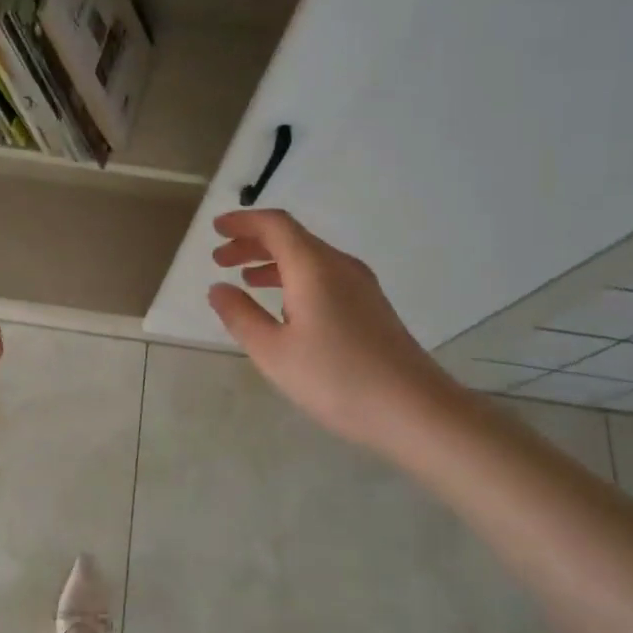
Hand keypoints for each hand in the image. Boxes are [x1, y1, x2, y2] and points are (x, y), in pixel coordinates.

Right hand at [208, 209, 462, 452]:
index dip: (243, 222)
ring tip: (244, 281)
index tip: (216, 228)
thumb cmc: (336, 379)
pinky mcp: (370, 308)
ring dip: (272, 263)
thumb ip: (240, 316)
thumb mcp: (273, 352)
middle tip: (219, 258)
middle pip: (292, 238)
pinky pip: (324, 277)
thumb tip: (218, 289)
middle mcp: (340, 266)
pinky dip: (294, 279)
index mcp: (314, 267)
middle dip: (252, 243)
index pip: (275, 225)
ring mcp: (361, 286)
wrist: (416, 411)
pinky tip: (283, 307)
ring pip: (309, 259)